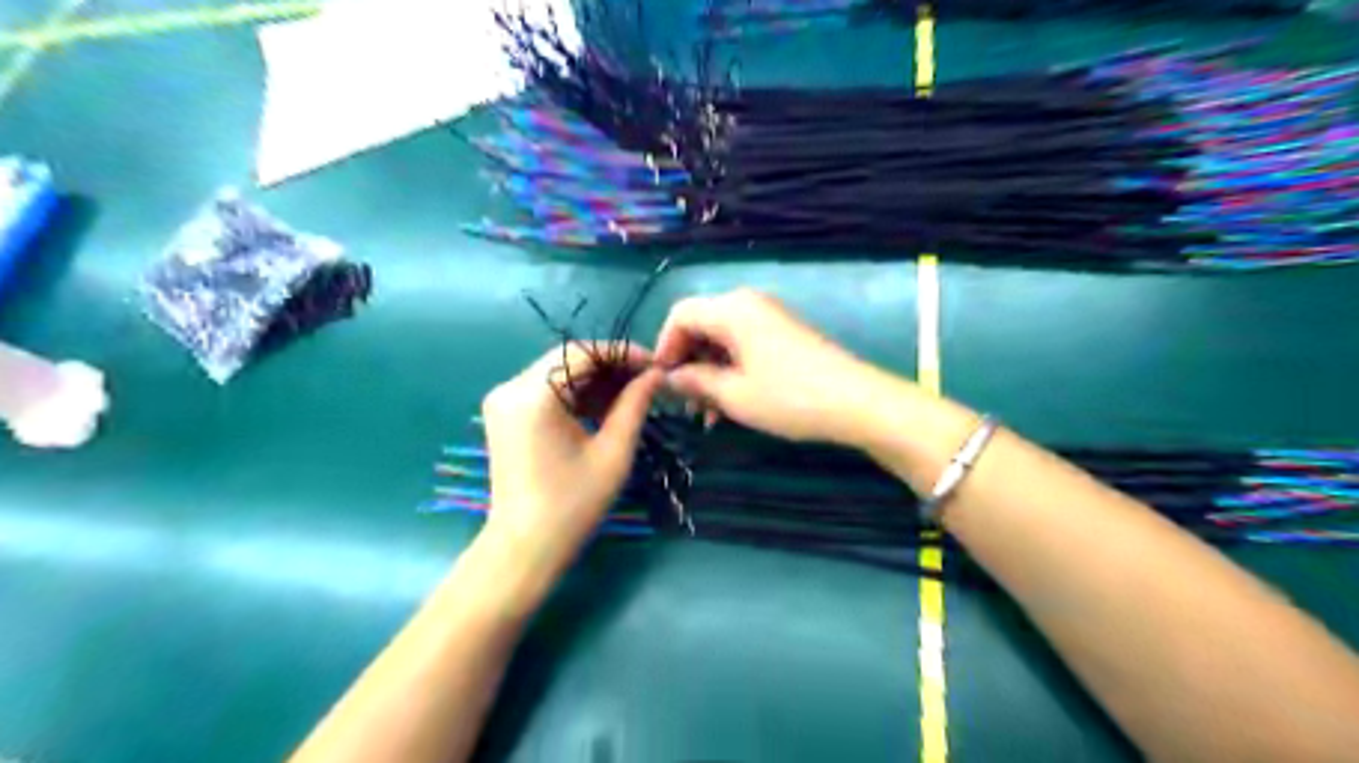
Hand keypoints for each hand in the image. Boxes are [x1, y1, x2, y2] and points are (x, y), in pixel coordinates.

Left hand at [483, 342, 665, 576]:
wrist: (525, 547)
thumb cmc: (573, 504)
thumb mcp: (613, 453)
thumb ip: (634, 405)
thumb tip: (656, 374)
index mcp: (533, 395)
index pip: (583, 353)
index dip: (622, 353)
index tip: (655, 365)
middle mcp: (511, 388)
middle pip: (568, 359)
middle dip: (610, 366)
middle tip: (647, 380)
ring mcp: (504, 400)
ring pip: (558, 372)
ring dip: (595, 380)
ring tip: (631, 396)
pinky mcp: (505, 414)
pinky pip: (546, 390)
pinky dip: (576, 394)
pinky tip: (604, 408)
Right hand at [652, 291, 888, 446]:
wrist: (856, 402)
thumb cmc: (789, 397)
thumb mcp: (734, 395)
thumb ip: (695, 381)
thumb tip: (670, 377)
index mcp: (732, 309)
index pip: (680, 314)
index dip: (664, 346)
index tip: (662, 381)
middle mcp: (749, 304)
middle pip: (702, 324)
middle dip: (688, 362)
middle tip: (685, 402)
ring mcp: (770, 318)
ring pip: (722, 338)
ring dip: (709, 371)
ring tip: (708, 413)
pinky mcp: (784, 334)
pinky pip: (744, 344)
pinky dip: (731, 369)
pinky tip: (731, 403)